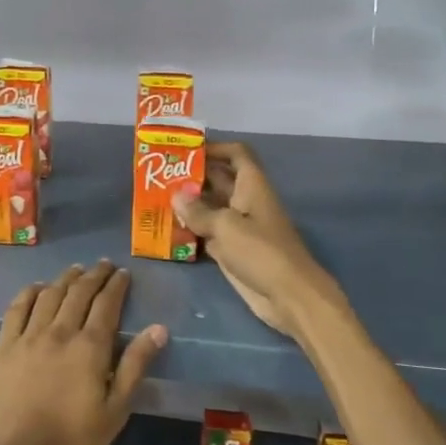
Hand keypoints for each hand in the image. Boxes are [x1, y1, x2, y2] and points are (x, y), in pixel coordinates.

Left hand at [0, 262, 166, 444]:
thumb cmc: (70, 444)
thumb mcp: (114, 412)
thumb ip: (134, 367)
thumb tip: (158, 329)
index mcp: (89, 348)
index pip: (107, 305)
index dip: (116, 286)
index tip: (124, 273)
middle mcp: (59, 332)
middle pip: (78, 294)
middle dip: (94, 276)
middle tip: (104, 265)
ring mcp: (28, 337)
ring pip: (49, 296)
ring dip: (65, 279)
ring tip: (76, 270)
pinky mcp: (4, 347)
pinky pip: (17, 309)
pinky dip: (29, 293)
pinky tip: (36, 288)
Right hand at [171, 142, 337, 336]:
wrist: (289, 296)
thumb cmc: (261, 252)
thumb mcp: (226, 226)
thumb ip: (198, 211)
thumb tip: (176, 195)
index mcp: (252, 186)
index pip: (236, 154)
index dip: (215, 148)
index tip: (185, 150)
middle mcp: (245, 202)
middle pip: (219, 180)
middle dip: (193, 176)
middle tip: (159, 176)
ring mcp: (239, 227)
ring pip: (211, 207)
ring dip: (188, 204)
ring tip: (157, 200)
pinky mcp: (232, 250)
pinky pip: (208, 233)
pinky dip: (191, 230)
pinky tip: (168, 230)